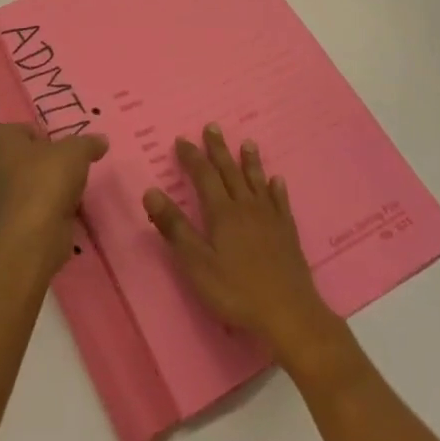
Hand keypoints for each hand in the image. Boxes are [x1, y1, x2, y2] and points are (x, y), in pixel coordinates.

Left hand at [0, 122, 108, 269]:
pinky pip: (32, 203)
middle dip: (47, 159)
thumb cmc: (48, 178)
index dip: (45, 134)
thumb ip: (88, 142)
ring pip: (29, 180)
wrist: (37, 232)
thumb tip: (101, 141)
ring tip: (71, 186)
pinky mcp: (10, 220)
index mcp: (0, 140)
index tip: (63, 145)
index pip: (23, 129)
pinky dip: (47, 204)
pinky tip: (66, 207)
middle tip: (69, 164)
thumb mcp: (76, 150)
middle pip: (26, 155)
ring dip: (48, 183)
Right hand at [144, 124, 335, 361]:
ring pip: (257, 181)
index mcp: (222, 213)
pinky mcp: (287, 233)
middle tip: (212, 126)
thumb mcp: (196, 264)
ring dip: (250, 161)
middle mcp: (246, 207)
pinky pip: (281, 202)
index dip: (192, 157)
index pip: (204, 176)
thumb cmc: (236, 291)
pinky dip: (277, 188)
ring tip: (247, 142)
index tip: (182, 139)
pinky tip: (277, 180)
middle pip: (230, 171)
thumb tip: (151, 191)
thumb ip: (175, 227)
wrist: (289, 314)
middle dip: (218, 149)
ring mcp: (270, 218)